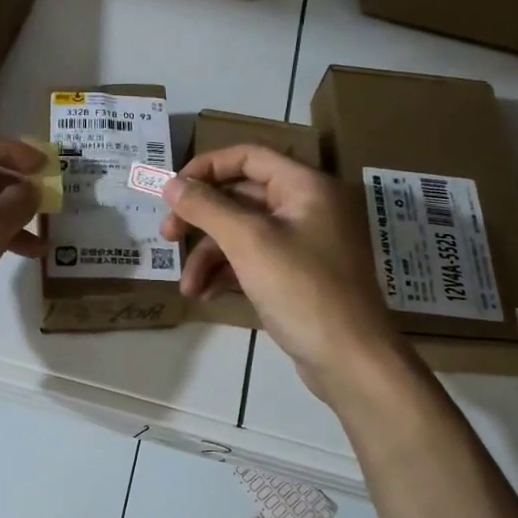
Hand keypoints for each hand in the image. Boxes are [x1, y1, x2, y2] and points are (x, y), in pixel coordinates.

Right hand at [162, 145, 396, 400]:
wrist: (350, 360)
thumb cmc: (302, 289)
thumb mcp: (248, 242)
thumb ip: (206, 207)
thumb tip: (170, 184)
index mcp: (305, 187)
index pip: (248, 157)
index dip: (206, 168)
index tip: (171, 191)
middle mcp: (307, 208)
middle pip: (241, 196)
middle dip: (201, 219)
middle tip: (167, 236)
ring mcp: (304, 243)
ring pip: (243, 233)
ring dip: (209, 256)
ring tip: (187, 286)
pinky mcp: (298, 276)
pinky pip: (254, 260)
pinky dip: (227, 273)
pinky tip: (206, 295)